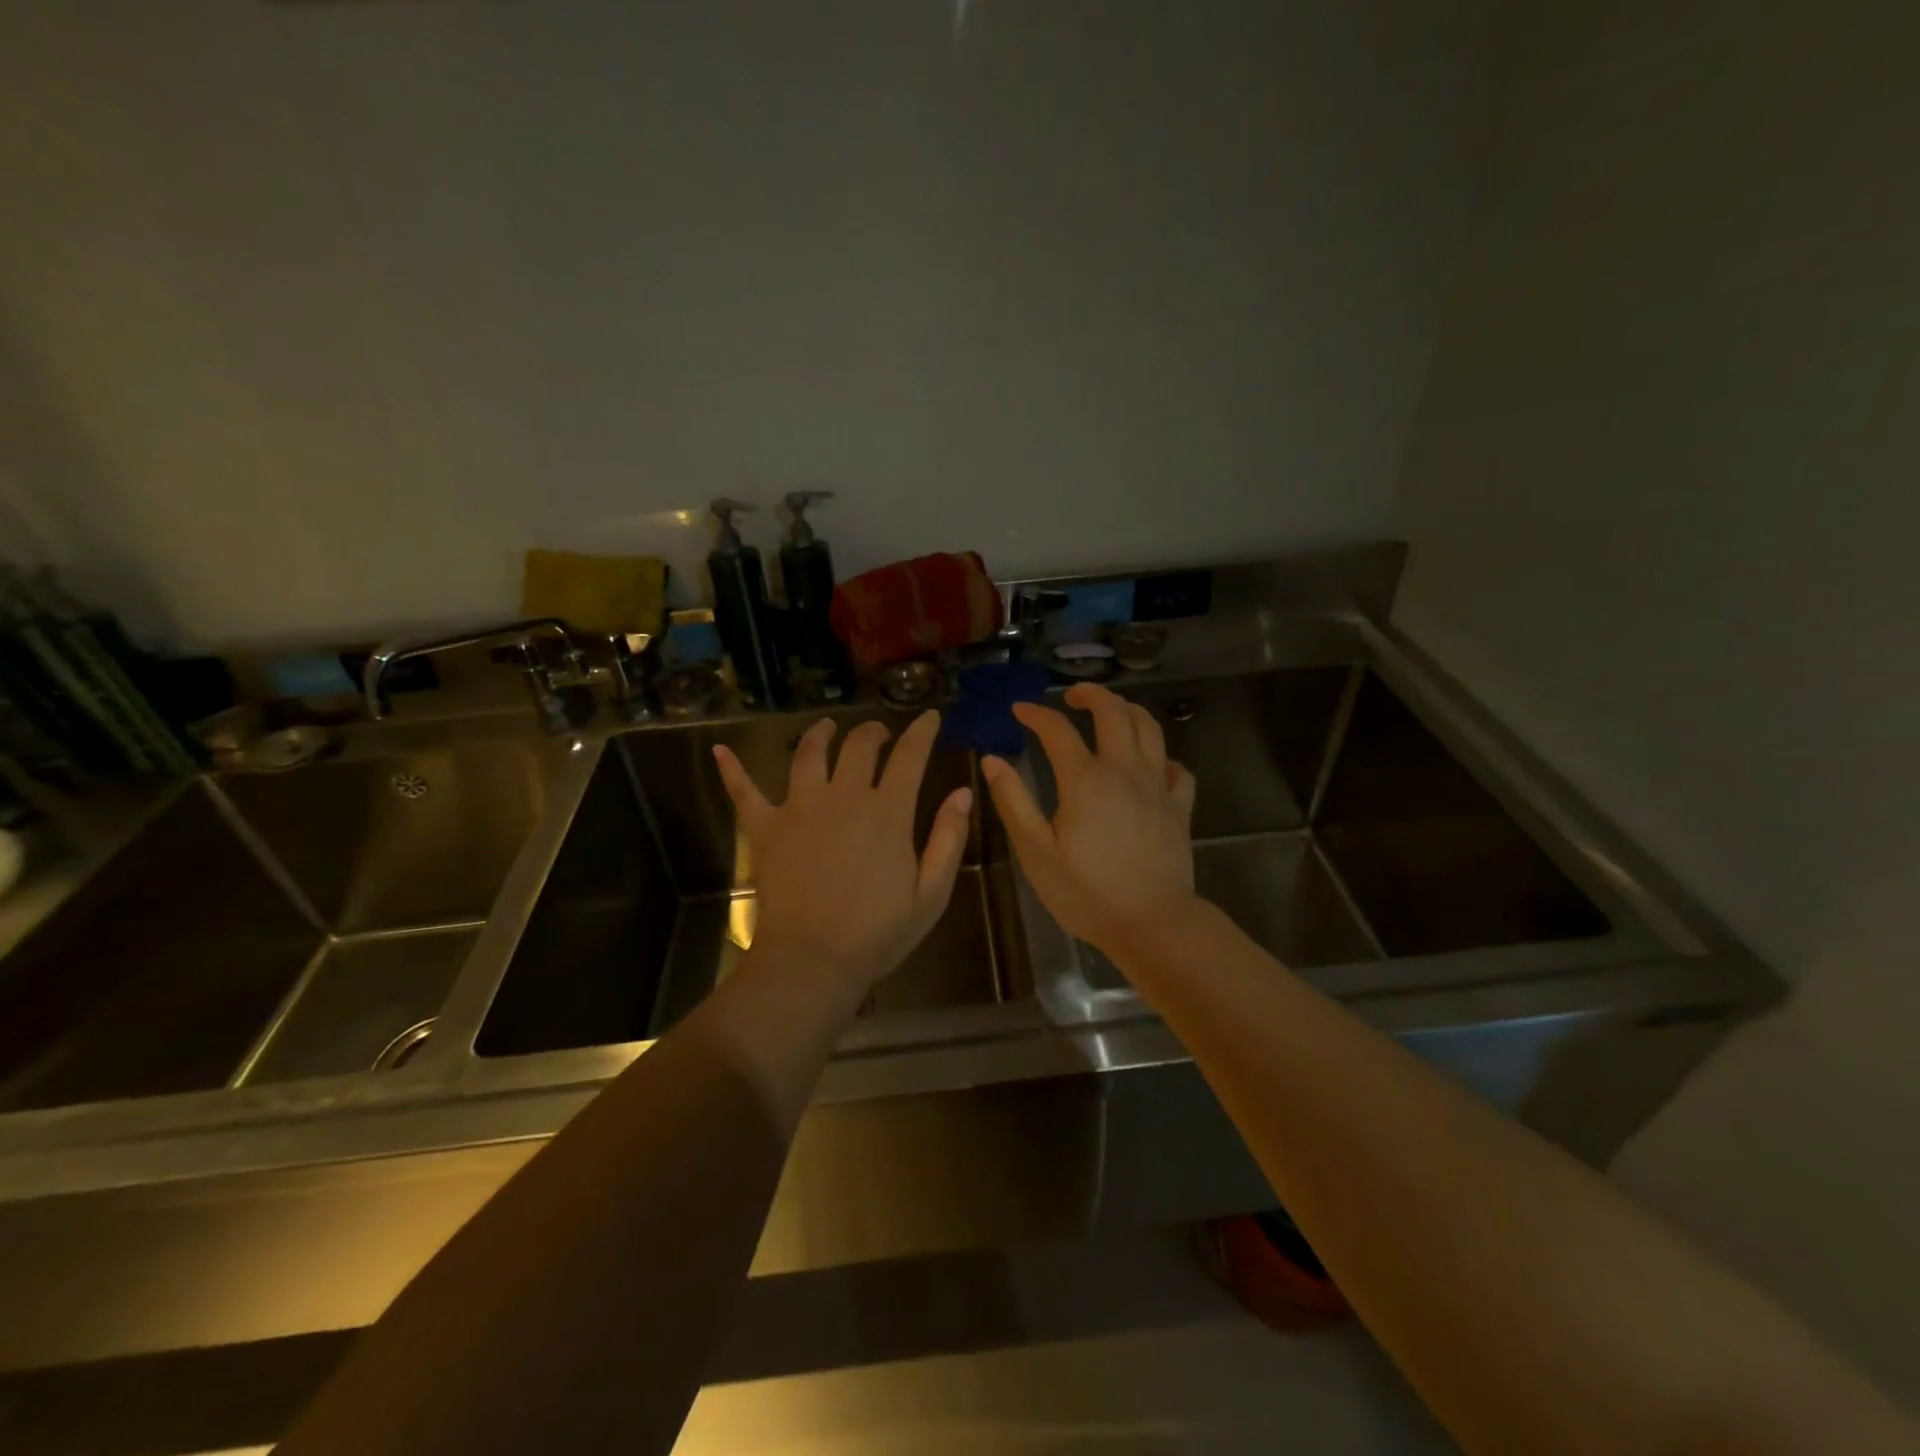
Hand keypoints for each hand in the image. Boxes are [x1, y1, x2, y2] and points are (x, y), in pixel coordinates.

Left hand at [713, 711, 972, 997]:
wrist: (812, 962)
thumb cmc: (877, 933)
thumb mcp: (931, 894)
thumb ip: (949, 839)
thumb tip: (964, 792)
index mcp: (888, 812)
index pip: (910, 756)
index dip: (922, 731)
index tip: (929, 716)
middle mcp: (844, 798)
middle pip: (859, 746)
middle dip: (873, 731)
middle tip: (880, 733)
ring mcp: (800, 808)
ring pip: (808, 754)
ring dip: (820, 734)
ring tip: (827, 727)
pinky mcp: (765, 828)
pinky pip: (744, 792)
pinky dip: (732, 770)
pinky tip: (720, 751)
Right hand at [982, 683, 1197, 954]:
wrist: (1152, 923)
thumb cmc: (1086, 893)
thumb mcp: (1036, 852)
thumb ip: (1014, 801)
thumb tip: (993, 760)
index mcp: (1085, 780)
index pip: (1057, 730)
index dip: (1036, 714)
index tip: (1019, 711)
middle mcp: (1124, 771)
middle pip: (1113, 713)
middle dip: (1090, 694)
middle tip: (1071, 696)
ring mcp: (1157, 787)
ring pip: (1150, 729)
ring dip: (1128, 711)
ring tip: (1111, 712)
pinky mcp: (1179, 807)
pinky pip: (1176, 768)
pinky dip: (1162, 757)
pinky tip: (1151, 765)